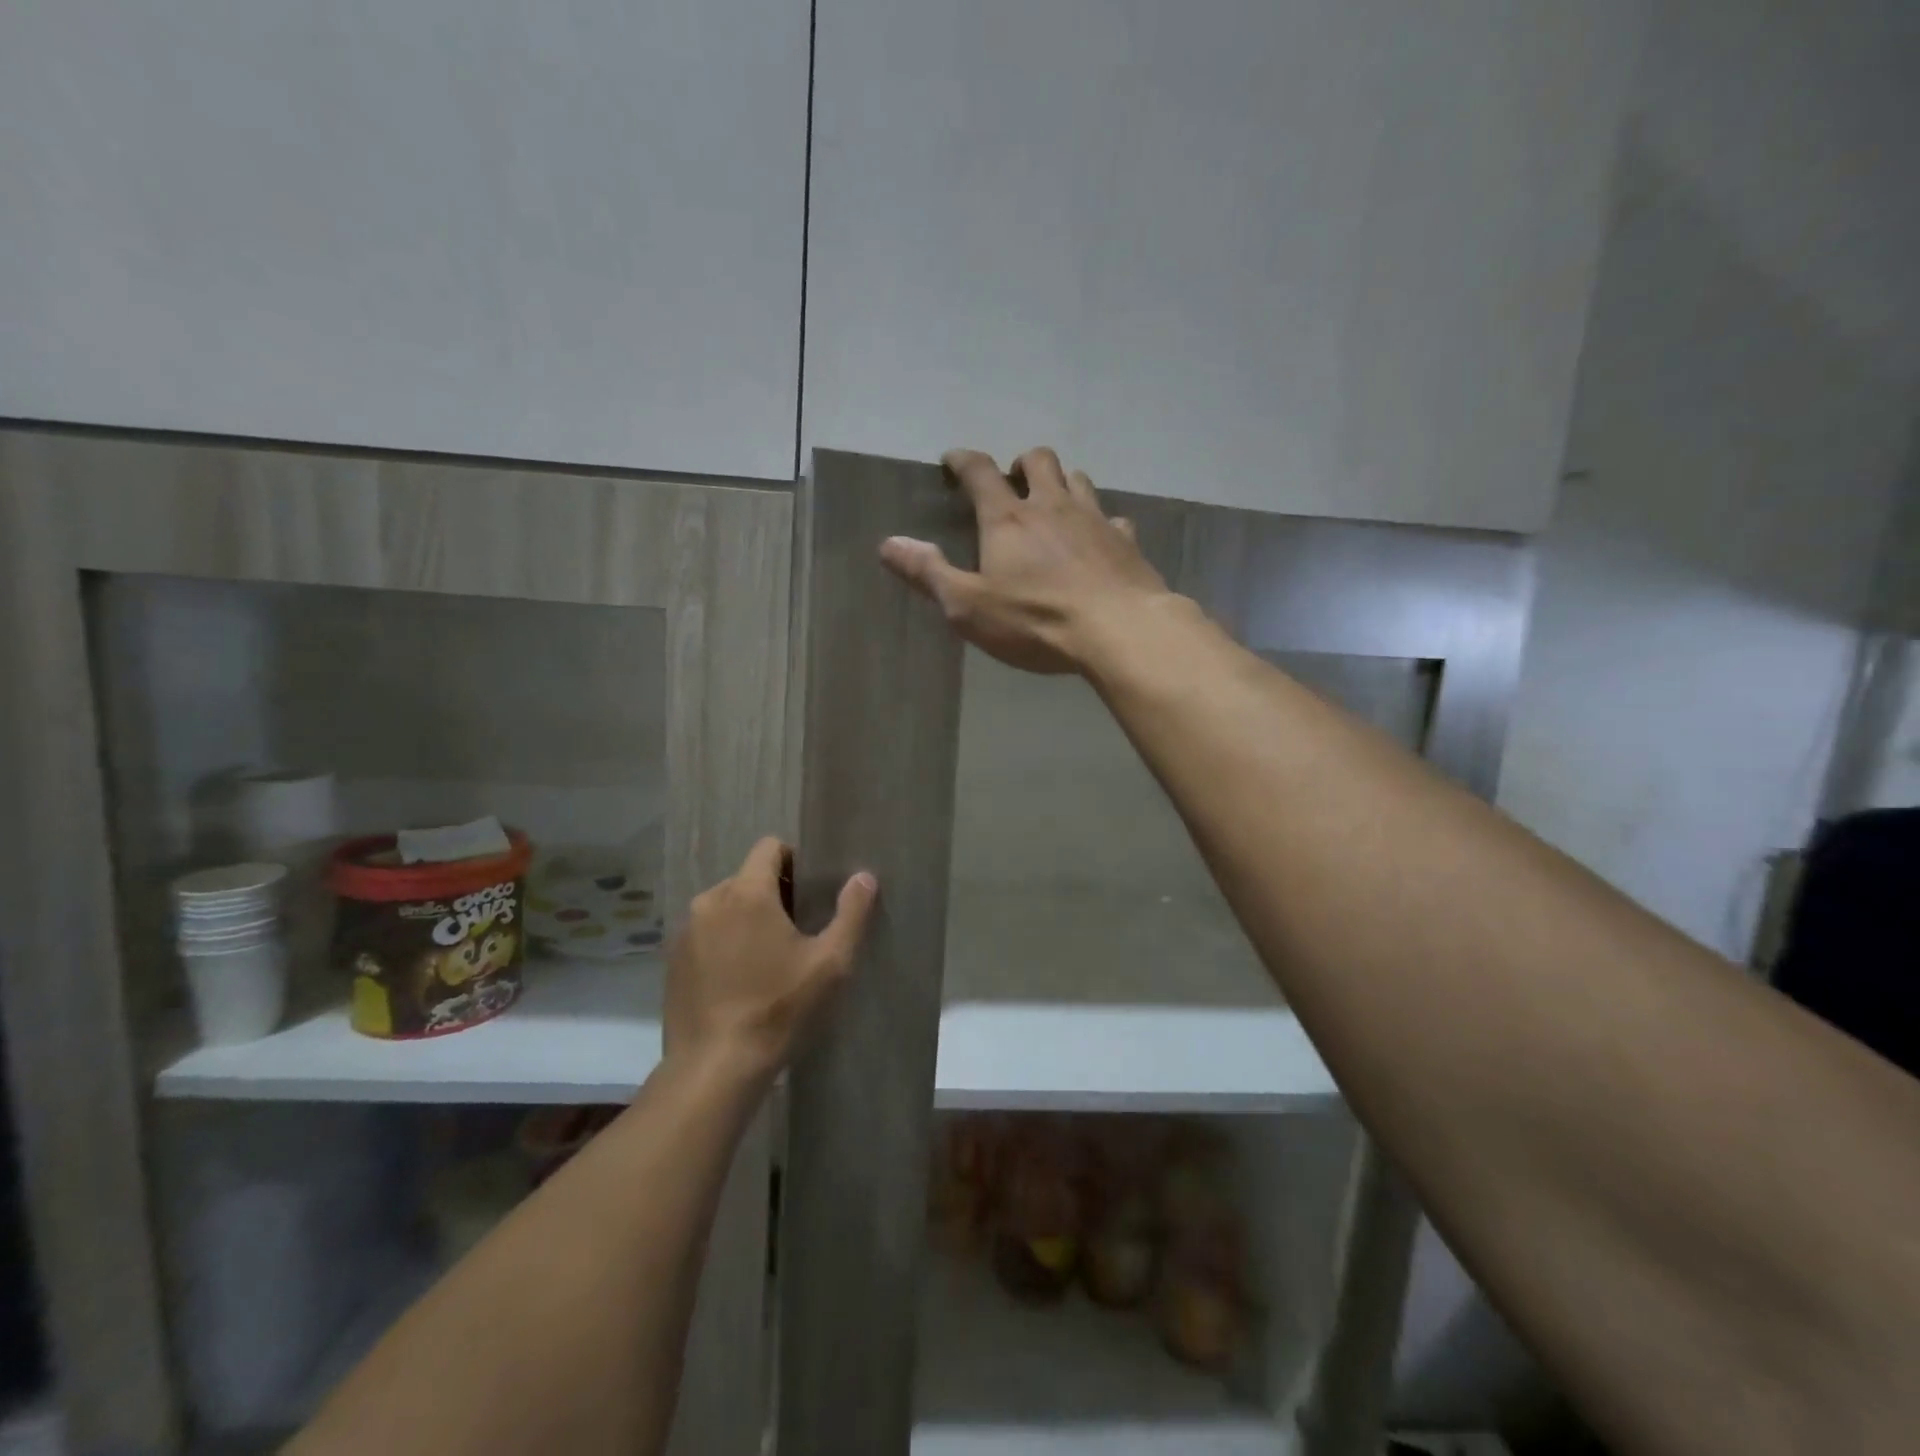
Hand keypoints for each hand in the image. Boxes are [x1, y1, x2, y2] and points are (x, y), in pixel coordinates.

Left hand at [664, 838, 876, 1087]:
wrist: (715, 1069)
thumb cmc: (779, 1009)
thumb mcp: (831, 963)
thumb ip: (851, 913)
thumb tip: (864, 876)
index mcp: (747, 892)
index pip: (769, 847)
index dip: (795, 862)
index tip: (810, 894)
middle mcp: (710, 901)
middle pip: (747, 877)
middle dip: (773, 893)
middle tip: (797, 932)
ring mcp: (685, 931)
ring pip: (724, 906)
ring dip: (746, 918)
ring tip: (767, 958)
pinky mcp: (672, 961)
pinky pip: (705, 933)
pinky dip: (723, 942)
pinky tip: (739, 979)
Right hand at [879, 447, 1171, 674]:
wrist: (1119, 630)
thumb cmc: (1036, 620)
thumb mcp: (969, 607)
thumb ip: (929, 573)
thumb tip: (888, 544)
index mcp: (1008, 519)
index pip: (980, 472)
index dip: (963, 460)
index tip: (953, 459)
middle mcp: (1052, 506)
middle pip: (1039, 460)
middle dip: (1021, 463)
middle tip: (1013, 480)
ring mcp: (1094, 519)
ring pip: (1079, 479)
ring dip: (1062, 482)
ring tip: (1053, 502)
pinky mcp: (1126, 541)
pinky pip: (1113, 518)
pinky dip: (1101, 522)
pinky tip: (1099, 540)